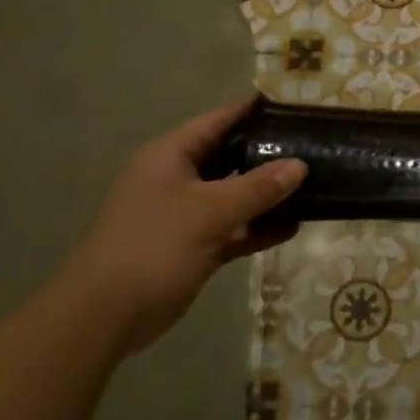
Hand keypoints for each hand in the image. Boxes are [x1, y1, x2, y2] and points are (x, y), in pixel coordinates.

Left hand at [56, 97, 305, 356]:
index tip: (292, 103)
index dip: (253, 110)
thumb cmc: (154, 247)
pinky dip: (258, 227)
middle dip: (268, 153)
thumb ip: (257, 187)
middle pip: (231, 155)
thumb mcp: (210, 211)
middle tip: (313, 145)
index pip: (219, 120)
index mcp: (172, 155)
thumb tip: (299, 165)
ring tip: (314, 184)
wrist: (106, 315)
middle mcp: (179, 178)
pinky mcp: (195, 245)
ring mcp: (186, 213)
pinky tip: (293, 226)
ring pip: (235, 194)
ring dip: (268, 194)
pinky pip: (234, 227)